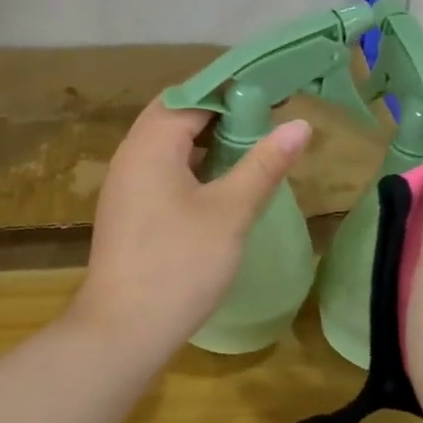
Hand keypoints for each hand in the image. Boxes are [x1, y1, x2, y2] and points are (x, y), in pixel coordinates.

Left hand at [70, 100, 312, 363]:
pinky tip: (217, 187)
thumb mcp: (230, 212)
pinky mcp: (126, 213)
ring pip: (165, 147)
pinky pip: (159, 172)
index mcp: (150, 145)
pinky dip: (189, 167)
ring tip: (248, 149)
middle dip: (218, 115)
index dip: (232, 92)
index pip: (192, 97)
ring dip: (203, 142)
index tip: (273, 95)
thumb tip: (299, 124)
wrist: (123, 329)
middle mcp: (129, 156)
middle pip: (174, 117)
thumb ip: (263, 164)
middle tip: (264, 120)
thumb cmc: (180, 265)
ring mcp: (123, 186)